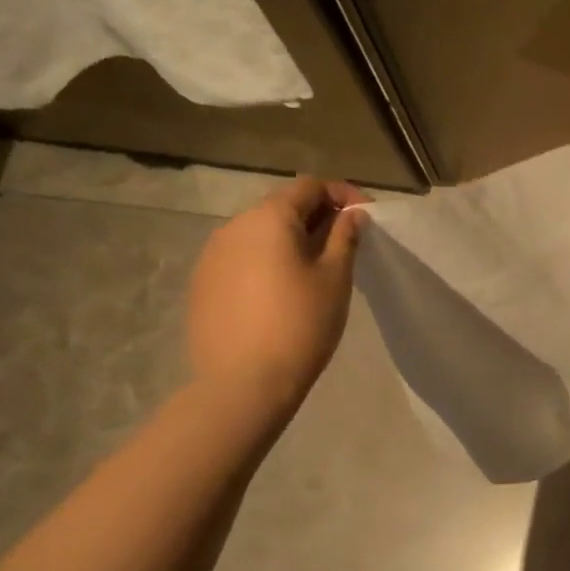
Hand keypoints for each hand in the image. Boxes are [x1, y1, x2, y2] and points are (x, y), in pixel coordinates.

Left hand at [187, 177, 369, 403]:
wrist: (243, 384)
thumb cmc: (300, 324)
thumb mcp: (335, 277)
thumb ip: (345, 236)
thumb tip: (352, 214)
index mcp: (269, 218)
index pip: (310, 186)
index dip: (343, 195)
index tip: (366, 218)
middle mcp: (234, 226)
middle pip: (282, 206)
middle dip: (318, 217)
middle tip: (346, 245)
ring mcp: (211, 256)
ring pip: (260, 234)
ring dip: (291, 240)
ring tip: (315, 270)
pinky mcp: (202, 284)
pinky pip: (242, 258)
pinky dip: (268, 262)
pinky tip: (282, 293)